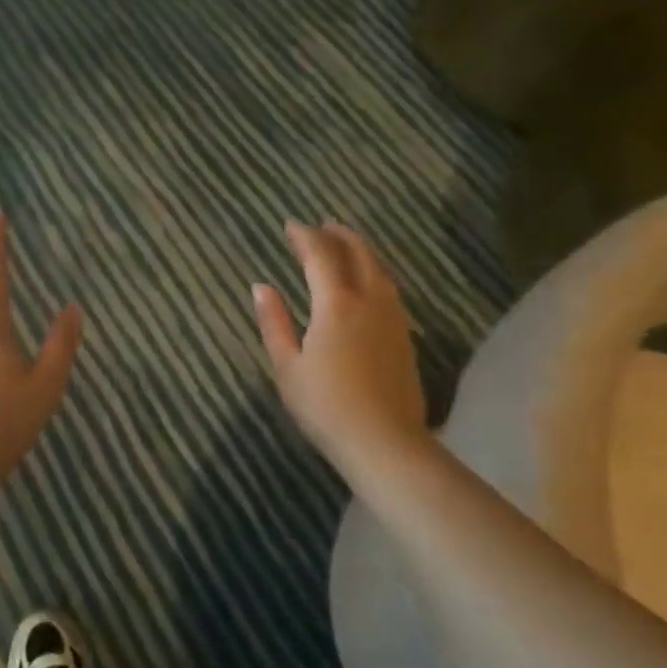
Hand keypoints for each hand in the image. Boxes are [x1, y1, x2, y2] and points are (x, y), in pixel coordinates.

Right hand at [253, 221, 433, 482]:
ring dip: (361, 251)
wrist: (385, 442)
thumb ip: (274, 322)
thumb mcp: (286, 366)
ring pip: (379, 271)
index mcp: (336, 304)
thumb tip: (261, 286)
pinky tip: (368, 284)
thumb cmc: (325, 406)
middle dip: (339, 236)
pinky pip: (389, 290)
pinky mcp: (405, 337)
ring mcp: (392, 319)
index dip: (304, 237)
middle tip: (323, 225)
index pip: (320, 256)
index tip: (290, 225)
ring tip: (347, 245)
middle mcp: (368, 302)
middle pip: (358, 255)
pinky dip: (374, 273)